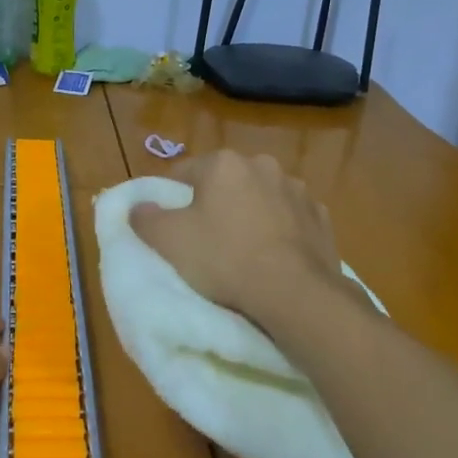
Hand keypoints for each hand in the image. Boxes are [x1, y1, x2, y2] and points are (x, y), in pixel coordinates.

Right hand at [130, 150, 344, 336]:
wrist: (294, 293)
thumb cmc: (224, 259)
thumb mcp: (168, 240)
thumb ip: (145, 217)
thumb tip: (137, 207)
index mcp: (224, 163)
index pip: (185, 172)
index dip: (173, 198)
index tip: (171, 226)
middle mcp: (263, 165)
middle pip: (226, 183)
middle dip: (215, 204)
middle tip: (206, 240)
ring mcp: (297, 190)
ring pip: (261, 199)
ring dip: (251, 215)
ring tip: (243, 252)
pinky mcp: (321, 218)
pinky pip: (290, 220)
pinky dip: (280, 232)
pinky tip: (274, 258)